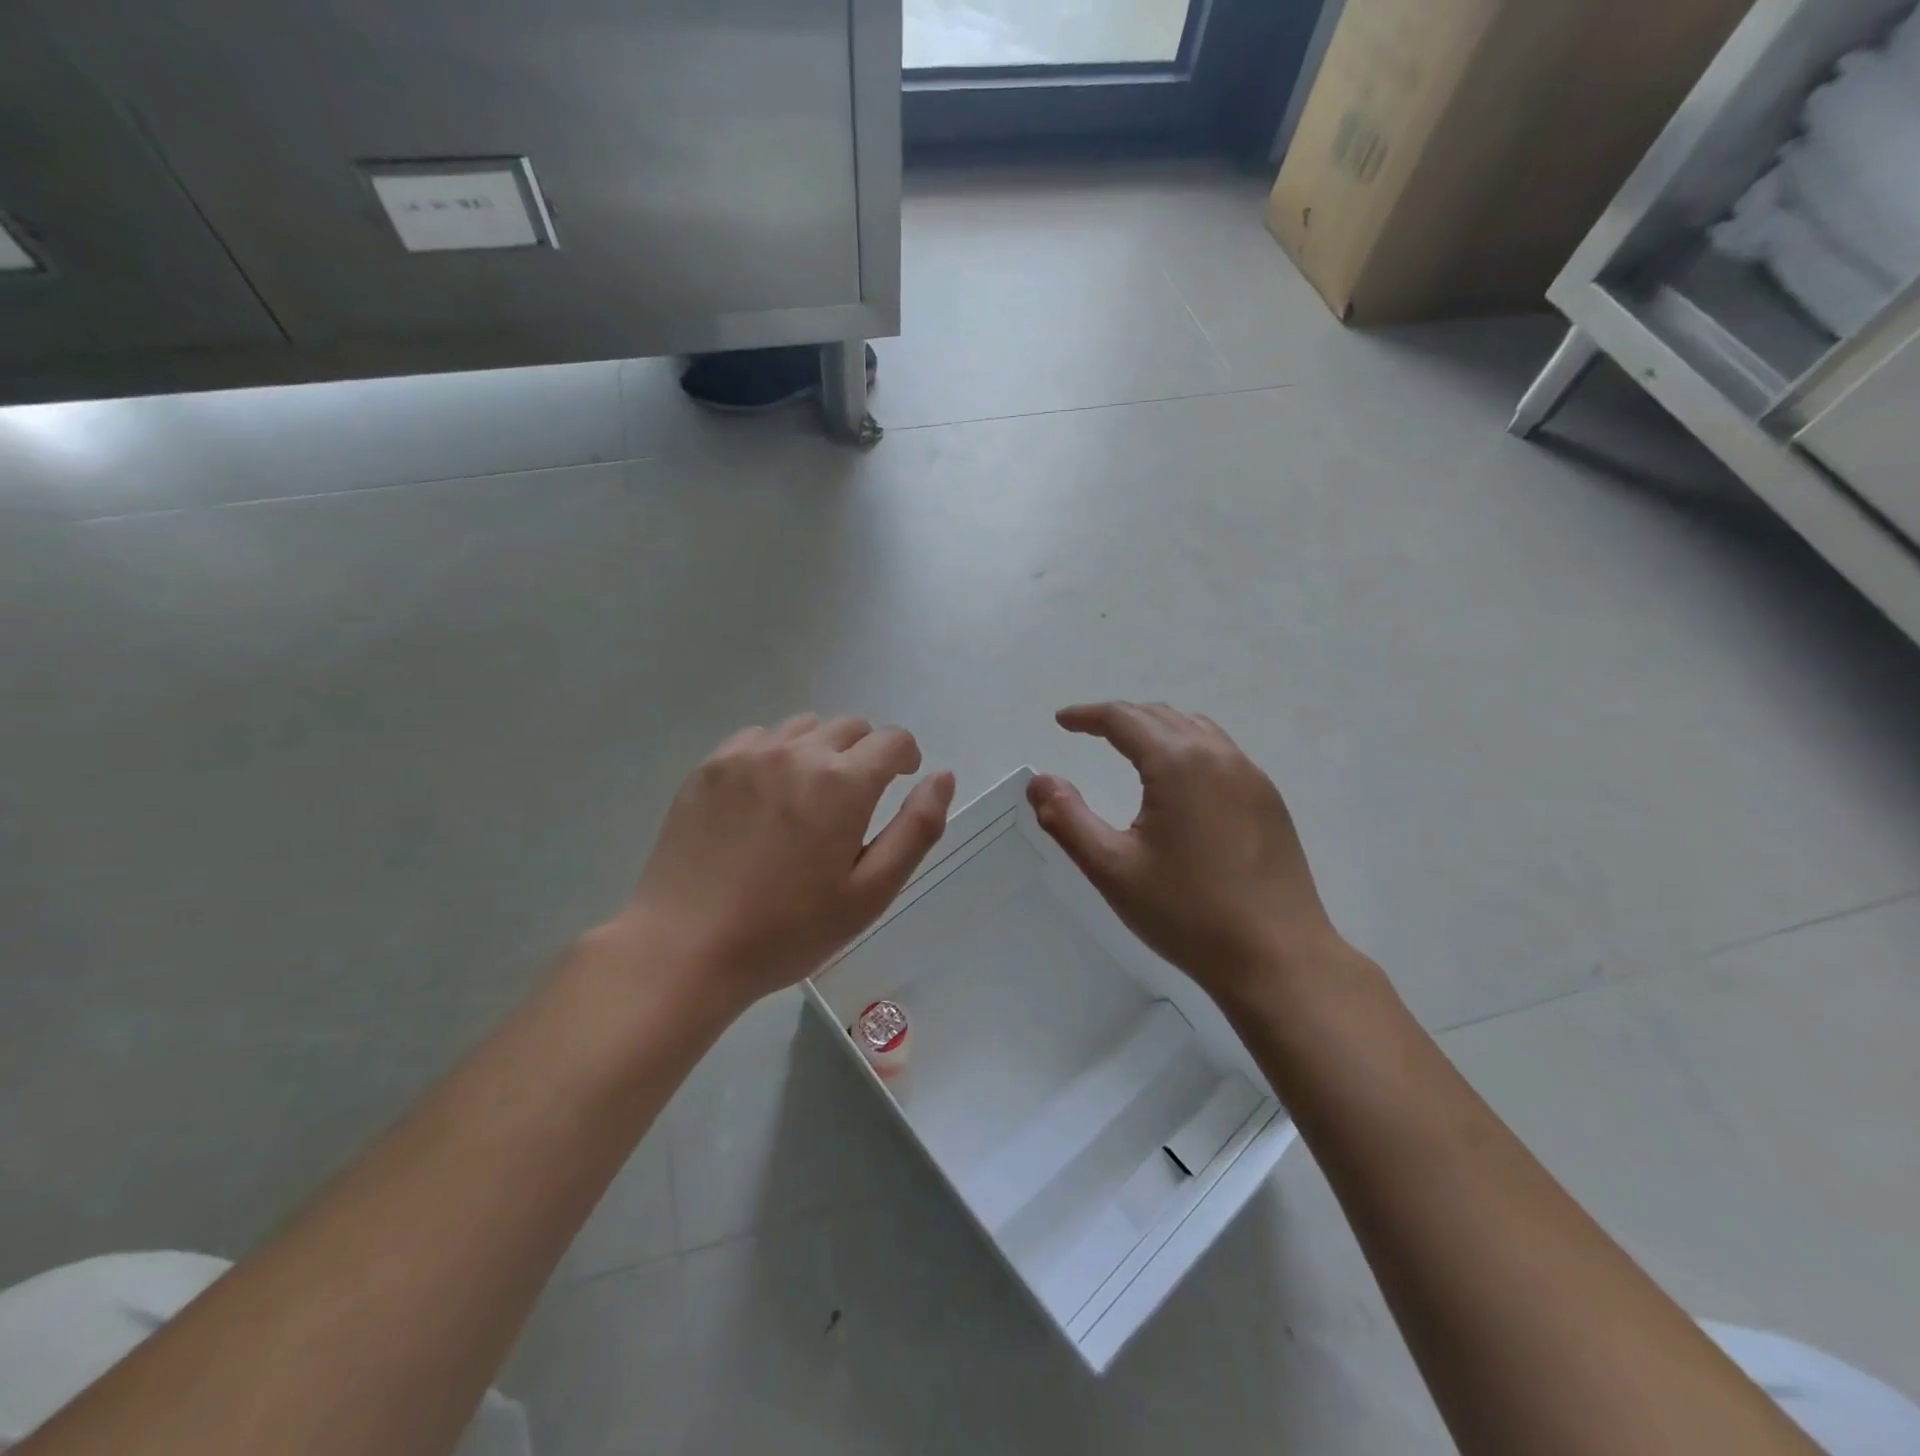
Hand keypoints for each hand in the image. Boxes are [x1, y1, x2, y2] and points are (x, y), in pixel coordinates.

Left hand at [612, 715, 955, 1017]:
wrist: (686, 947)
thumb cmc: (788, 929)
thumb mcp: (870, 893)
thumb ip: (917, 829)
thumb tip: (942, 777)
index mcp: (842, 783)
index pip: (892, 740)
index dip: (906, 756)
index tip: (901, 779)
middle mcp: (797, 753)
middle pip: (850, 727)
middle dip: (866, 753)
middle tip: (856, 799)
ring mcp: (747, 756)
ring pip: (804, 728)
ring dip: (821, 750)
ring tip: (810, 797)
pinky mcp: (710, 767)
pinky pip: (758, 739)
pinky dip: (776, 754)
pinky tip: (765, 797)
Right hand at [1029, 702, 1347, 1004]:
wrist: (1277, 958)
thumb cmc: (1187, 913)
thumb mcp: (1112, 869)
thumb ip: (1067, 819)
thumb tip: (1040, 780)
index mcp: (1178, 764)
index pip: (1124, 718)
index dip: (1088, 715)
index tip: (1062, 721)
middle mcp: (1219, 756)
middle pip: (1160, 716)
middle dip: (1120, 718)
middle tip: (1088, 733)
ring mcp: (1251, 777)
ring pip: (1195, 730)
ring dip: (1156, 729)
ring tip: (1130, 748)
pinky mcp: (1269, 801)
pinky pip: (1220, 753)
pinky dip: (1187, 748)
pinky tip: (1179, 783)